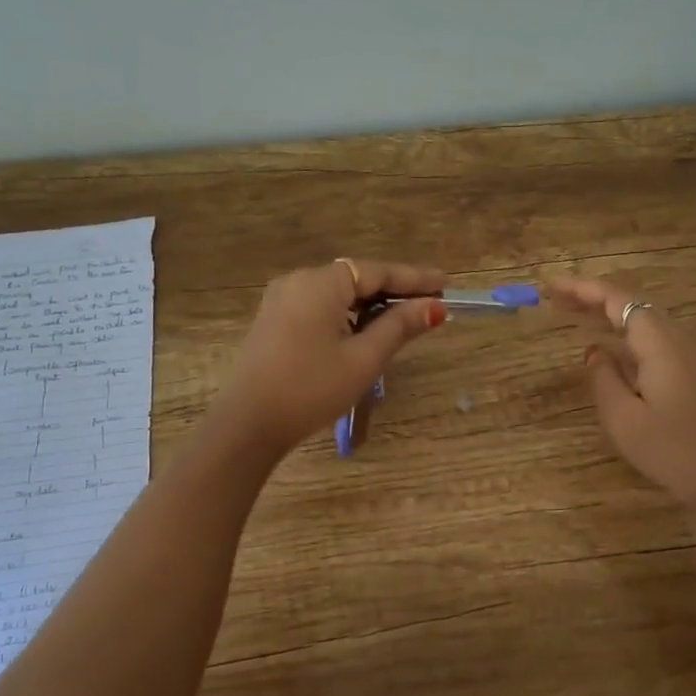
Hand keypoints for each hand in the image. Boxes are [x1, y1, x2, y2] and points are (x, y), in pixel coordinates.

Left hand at [213, 258, 446, 456]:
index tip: (446, 283)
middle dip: (394, 291)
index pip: (377, 271)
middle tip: (432, 304)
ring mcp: (282, 300)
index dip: (414, 278)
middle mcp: (299, 281)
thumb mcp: (364, 359)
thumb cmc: (312, 389)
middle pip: (357, 278)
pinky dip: (348, 314)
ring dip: (372, 304)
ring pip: (338, 294)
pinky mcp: (274, 321)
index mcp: (321, 284)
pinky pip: (321, 307)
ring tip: (405, 320)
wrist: (248, 424)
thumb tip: (435, 308)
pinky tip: (366, 332)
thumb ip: (399, 327)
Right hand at [549, 275, 695, 528]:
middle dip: (593, 298)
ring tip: (575, 317)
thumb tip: (593, 351)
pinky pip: (655, 341)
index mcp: (660, 344)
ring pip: (645, 322)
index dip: (583, 289)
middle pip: (632, 305)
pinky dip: (626, 335)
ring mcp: (691, 357)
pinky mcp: (695, 375)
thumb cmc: (675, 451)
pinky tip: (611, 349)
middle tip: (555, 300)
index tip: (551, 288)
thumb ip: (603, 379)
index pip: (618, 300)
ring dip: (609, 316)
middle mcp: (678, 340)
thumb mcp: (624, 420)